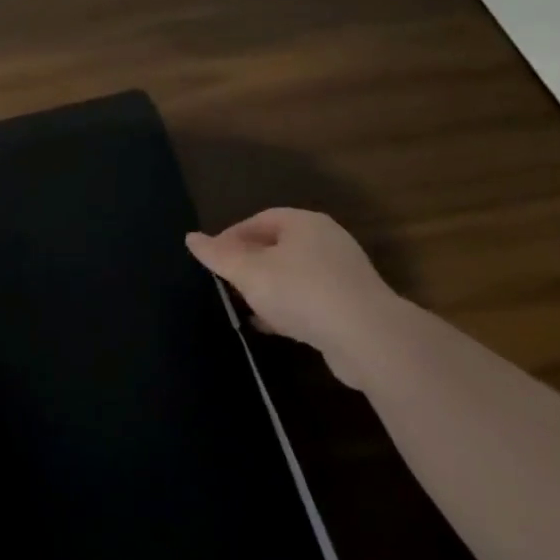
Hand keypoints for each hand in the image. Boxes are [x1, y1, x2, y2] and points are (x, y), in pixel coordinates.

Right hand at [186, 209, 404, 386]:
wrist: (368, 338)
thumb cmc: (301, 292)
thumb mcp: (249, 272)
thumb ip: (218, 255)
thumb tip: (190, 237)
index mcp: (303, 223)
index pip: (258, 220)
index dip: (231, 237)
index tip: (213, 260)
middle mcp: (326, 241)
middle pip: (276, 247)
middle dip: (248, 264)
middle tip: (226, 283)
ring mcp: (343, 274)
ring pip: (293, 276)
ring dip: (267, 290)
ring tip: (244, 307)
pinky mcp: (352, 306)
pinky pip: (310, 300)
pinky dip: (288, 309)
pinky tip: (271, 326)